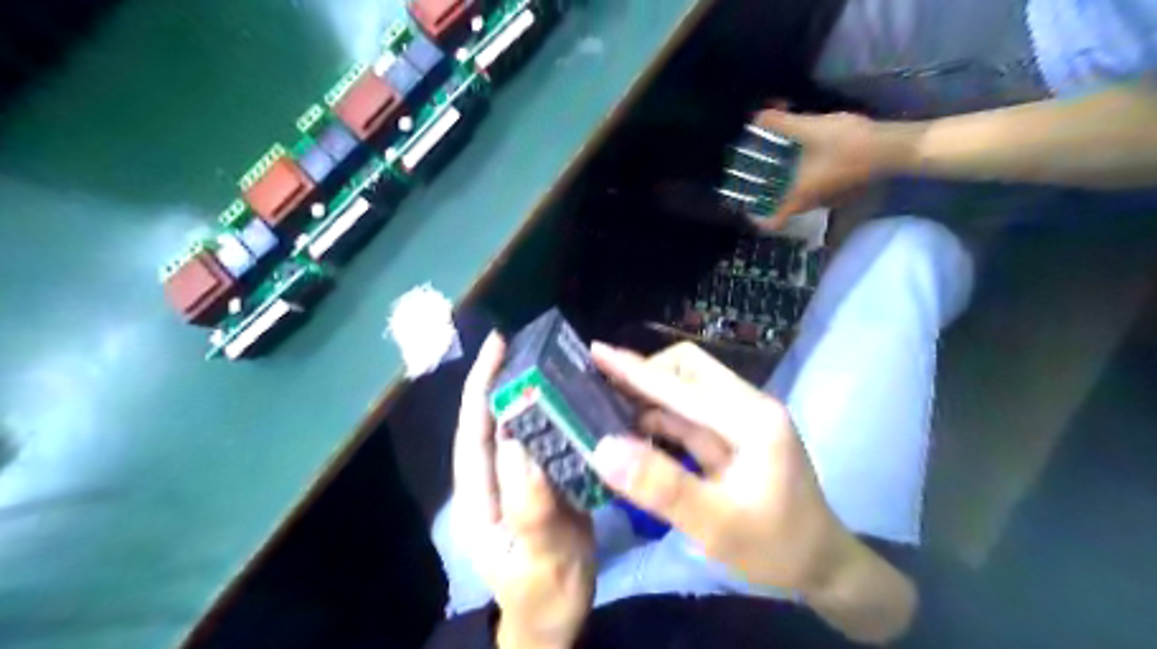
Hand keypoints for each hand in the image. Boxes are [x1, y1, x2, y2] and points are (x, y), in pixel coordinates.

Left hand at [451, 335, 595, 647]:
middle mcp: (496, 477)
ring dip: (537, 391)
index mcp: (480, 493)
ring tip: (560, 359)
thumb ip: (529, 505)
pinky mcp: (547, 480)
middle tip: (534, 341)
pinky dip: (562, 415)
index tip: (497, 345)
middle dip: (508, 377)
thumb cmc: (543, 594)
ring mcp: (523, 477)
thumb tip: (520, 439)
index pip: (474, 430)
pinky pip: (551, 440)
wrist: (559, 616)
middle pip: (497, 419)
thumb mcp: (538, 558)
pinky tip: (582, 398)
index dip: (482, 386)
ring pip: (525, 426)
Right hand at [590, 342, 847, 595]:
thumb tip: (603, 448)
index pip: (682, 383)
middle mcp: (746, 406)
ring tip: (604, 409)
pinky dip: (658, 420)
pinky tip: (632, 433)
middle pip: (686, 370)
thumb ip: (661, 486)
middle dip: (642, 376)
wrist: (821, 567)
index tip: (595, 351)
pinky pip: (687, 416)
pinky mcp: (731, 436)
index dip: (634, 369)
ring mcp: (739, 419)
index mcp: (751, 418)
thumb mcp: (717, 525)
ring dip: (647, 397)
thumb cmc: (776, 547)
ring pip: (684, 391)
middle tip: (599, 390)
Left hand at [760, 108, 914, 229]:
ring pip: (795, 193)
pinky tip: (803, 148)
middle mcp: (809, 204)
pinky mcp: (838, 187)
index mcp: (797, 198)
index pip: (771, 223)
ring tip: (778, 152)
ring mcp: (825, 198)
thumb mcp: (809, 130)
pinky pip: (810, 184)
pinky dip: (801, 171)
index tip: (746, 202)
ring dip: (783, 176)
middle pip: (779, 206)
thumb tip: (755, 118)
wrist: (893, 147)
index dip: (756, 217)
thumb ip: (780, 124)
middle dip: (766, 188)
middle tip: (757, 170)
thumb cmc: (847, 145)